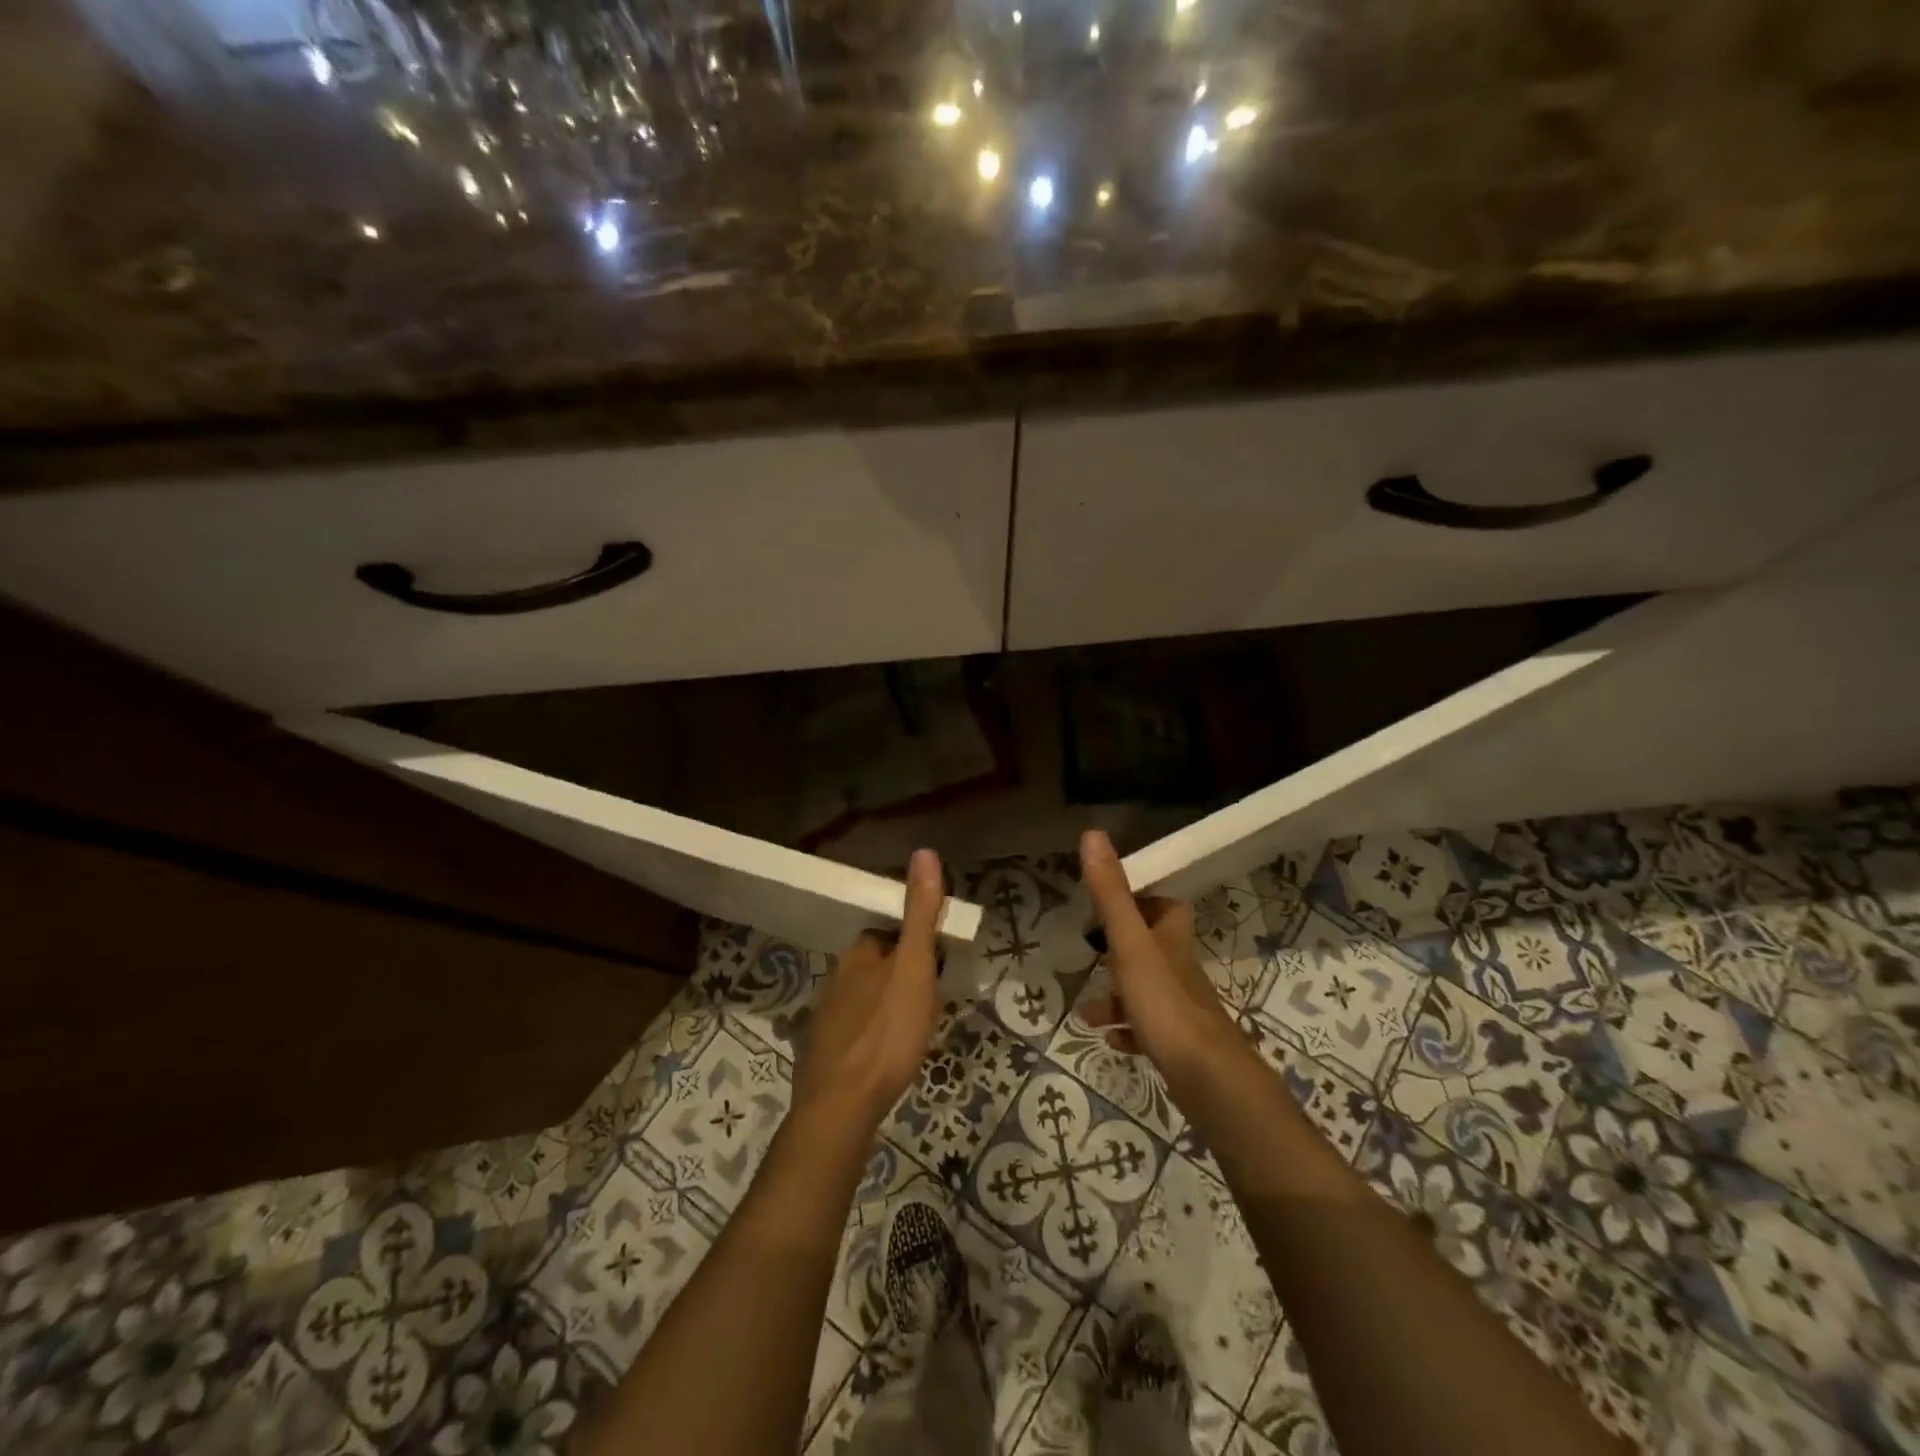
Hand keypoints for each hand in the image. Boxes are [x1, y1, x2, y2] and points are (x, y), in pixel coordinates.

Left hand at [792, 848, 945, 1133]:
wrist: (841, 1106)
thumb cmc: (886, 1031)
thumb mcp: (915, 967)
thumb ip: (920, 914)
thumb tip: (924, 852)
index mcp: (859, 954)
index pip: (889, 933)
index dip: (915, 943)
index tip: (938, 963)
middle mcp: (836, 978)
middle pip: (876, 965)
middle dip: (902, 975)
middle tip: (932, 1000)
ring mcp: (826, 1017)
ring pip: (864, 998)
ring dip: (887, 1004)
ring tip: (914, 1028)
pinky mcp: (823, 1053)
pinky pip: (855, 1030)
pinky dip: (872, 1034)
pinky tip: (886, 1055)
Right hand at [1077, 830, 1249, 1100]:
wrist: (1208, 1078)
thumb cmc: (1165, 1002)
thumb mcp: (1129, 943)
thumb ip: (1111, 893)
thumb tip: (1093, 834)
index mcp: (1170, 938)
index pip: (1162, 905)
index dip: (1140, 898)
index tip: (1107, 900)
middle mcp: (1178, 967)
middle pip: (1151, 947)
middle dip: (1119, 948)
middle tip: (1090, 950)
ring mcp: (1180, 1007)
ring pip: (1145, 990)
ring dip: (1116, 996)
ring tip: (1086, 1010)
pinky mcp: (1178, 1043)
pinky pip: (1148, 1030)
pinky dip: (1127, 1030)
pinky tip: (1110, 1040)